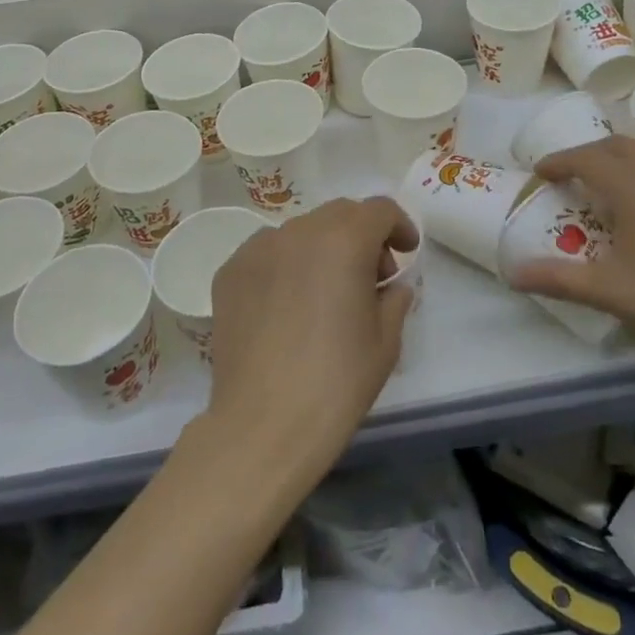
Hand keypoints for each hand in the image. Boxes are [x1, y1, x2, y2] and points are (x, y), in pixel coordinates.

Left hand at [205, 197, 415, 474]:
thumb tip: (392, 285)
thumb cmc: (336, 383)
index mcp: (344, 241)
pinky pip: (268, 252)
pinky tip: (288, 305)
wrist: (263, 425)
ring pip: (301, 230)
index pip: (379, 210)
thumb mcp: (385, 341)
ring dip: (323, 248)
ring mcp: (258, 248)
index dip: (398, 226)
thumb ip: (395, 298)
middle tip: (371, 277)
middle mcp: (299, 231)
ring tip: (325, 292)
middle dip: (362, 235)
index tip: (404, 253)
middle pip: (340, 214)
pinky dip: (286, 264)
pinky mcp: (230, 270)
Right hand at [506, 134, 634, 368]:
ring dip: (627, 152)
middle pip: (617, 144)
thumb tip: (511, 274)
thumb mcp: (609, 291)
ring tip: (616, 176)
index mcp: (632, 185)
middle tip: (572, 178)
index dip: (558, 162)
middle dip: (589, 154)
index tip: (540, 173)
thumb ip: (557, 278)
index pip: (585, 158)